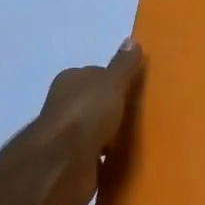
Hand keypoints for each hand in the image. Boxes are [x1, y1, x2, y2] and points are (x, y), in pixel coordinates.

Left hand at [34, 40, 144, 204]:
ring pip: (95, 130)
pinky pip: (96, 156)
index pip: (97, 74)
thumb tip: (132, 39)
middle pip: (95, 102)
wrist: (61, 165)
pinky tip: (125, 160)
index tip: (137, 90)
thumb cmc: (86, 115)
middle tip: (143, 114)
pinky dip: (107, 158)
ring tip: (139, 138)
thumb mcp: (111, 83)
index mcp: (71, 81)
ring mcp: (67, 135)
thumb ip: (123, 65)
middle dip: (114, 108)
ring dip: (111, 135)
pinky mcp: (72, 163)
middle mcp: (65, 105)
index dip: (116, 80)